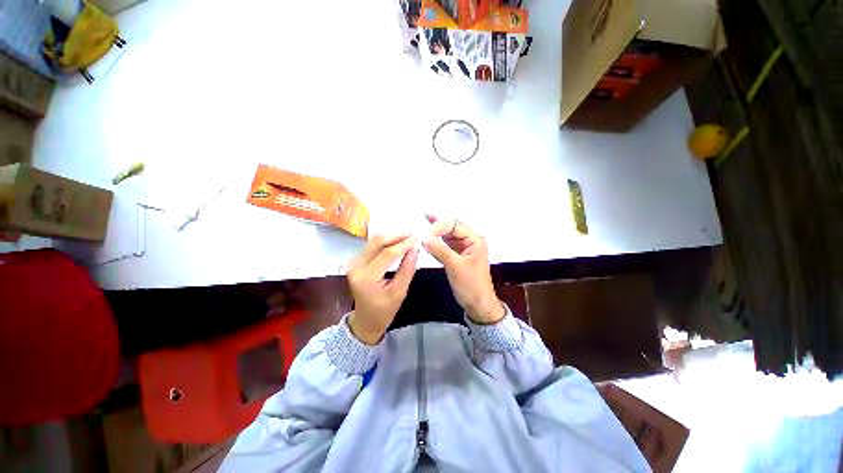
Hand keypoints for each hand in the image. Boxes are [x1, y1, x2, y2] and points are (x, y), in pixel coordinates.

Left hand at [346, 234, 418, 344]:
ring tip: (407, 238)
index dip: (403, 244)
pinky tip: (397, 243)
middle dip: (396, 236)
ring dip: (391, 237)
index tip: (417, 239)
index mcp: (366, 278)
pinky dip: (385, 242)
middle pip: (377, 242)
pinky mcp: (356, 261)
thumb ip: (407, 270)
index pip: (386, 254)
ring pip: (374, 241)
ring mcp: (353, 262)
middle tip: (412, 235)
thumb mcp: (399, 293)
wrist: (365, 321)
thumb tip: (415, 249)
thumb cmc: (383, 311)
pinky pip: (372, 245)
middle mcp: (356, 266)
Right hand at [422, 215, 504, 324]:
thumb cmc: (471, 285)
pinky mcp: (457, 257)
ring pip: (447, 236)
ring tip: (423, 225)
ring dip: (436, 233)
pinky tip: (428, 241)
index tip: (425, 234)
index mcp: (474, 240)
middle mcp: (469, 241)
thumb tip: (425, 238)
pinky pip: (445, 246)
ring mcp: (463, 249)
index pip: (454, 225)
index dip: (439, 226)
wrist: (478, 305)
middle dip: (438, 224)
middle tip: (423, 218)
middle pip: (451, 228)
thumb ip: (440, 250)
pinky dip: (437, 244)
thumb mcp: (455, 266)